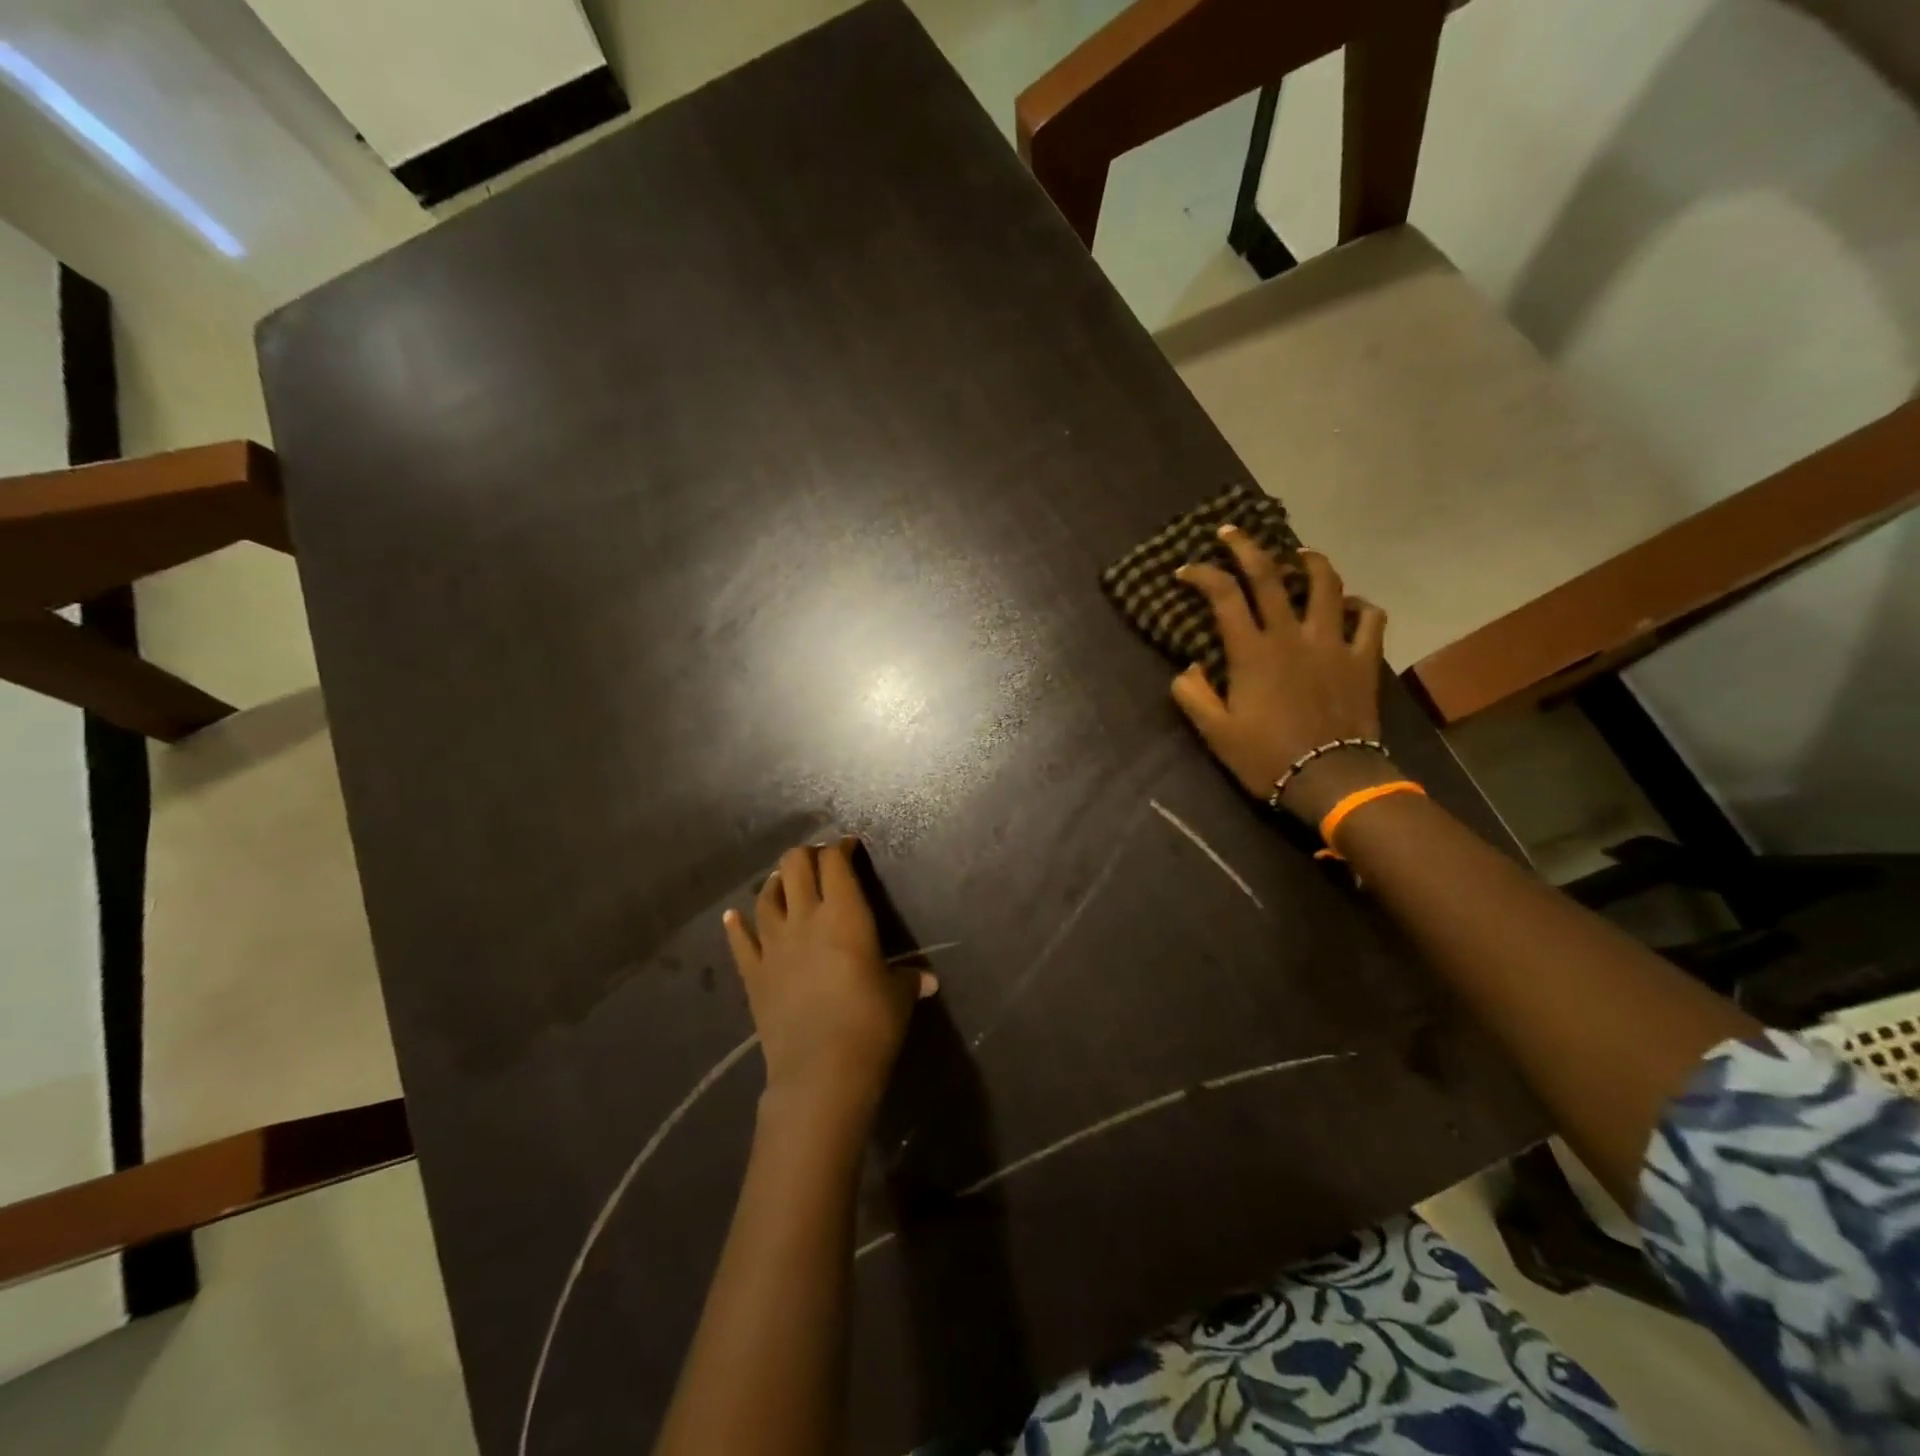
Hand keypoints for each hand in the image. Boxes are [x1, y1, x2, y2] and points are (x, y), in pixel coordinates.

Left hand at [723, 839, 935, 1125]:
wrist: (821, 1071)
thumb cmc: (870, 1024)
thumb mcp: (898, 997)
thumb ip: (908, 980)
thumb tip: (927, 980)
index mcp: (844, 914)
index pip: (835, 863)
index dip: (841, 848)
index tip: (849, 847)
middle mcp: (805, 918)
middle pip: (795, 866)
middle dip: (806, 855)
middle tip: (819, 861)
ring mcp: (773, 945)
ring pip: (766, 897)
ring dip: (775, 883)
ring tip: (783, 882)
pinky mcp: (753, 974)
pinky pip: (740, 941)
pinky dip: (736, 926)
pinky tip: (733, 916)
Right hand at [1170, 532, 1396, 824]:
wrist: (1330, 779)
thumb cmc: (1266, 757)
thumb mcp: (1215, 732)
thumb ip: (1193, 695)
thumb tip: (1187, 668)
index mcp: (1252, 652)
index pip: (1223, 596)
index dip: (1202, 576)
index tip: (1186, 570)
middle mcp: (1291, 635)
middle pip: (1269, 575)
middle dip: (1246, 547)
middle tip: (1231, 532)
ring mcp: (1332, 642)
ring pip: (1326, 584)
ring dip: (1309, 561)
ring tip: (1298, 554)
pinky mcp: (1363, 658)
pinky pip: (1369, 618)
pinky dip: (1359, 604)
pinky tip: (1348, 605)